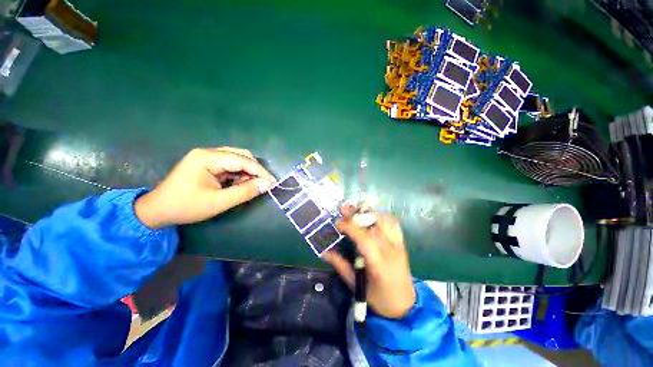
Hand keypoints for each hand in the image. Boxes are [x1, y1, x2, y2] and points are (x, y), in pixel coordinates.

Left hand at [135, 147, 275, 228]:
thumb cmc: (186, 206)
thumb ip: (245, 192)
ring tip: (250, 186)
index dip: (260, 171)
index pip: (242, 160)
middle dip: (255, 170)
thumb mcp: (219, 202)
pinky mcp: (207, 163)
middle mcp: (208, 152)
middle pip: (241, 155)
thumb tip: (267, 185)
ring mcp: (207, 156)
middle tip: (263, 184)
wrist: (158, 210)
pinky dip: (239, 174)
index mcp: (207, 157)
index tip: (273, 183)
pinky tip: (239, 184)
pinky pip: (230, 165)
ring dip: (247, 172)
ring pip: (237, 159)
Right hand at [322, 206, 415, 318]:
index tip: (337, 222)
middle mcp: (391, 250)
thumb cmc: (379, 299)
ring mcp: (398, 245)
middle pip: (374, 225)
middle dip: (357, 215)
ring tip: (356, 210)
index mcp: (378, 264)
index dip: (349, 227)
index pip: (364, 238)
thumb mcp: (356, 285)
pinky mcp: (402, 243)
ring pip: (384, 221)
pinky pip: (393, 223)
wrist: (405, 306)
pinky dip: (381, 216)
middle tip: (344, 209)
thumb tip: (324, 252)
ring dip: (369, 213)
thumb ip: (340, 265)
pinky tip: (371, 216)